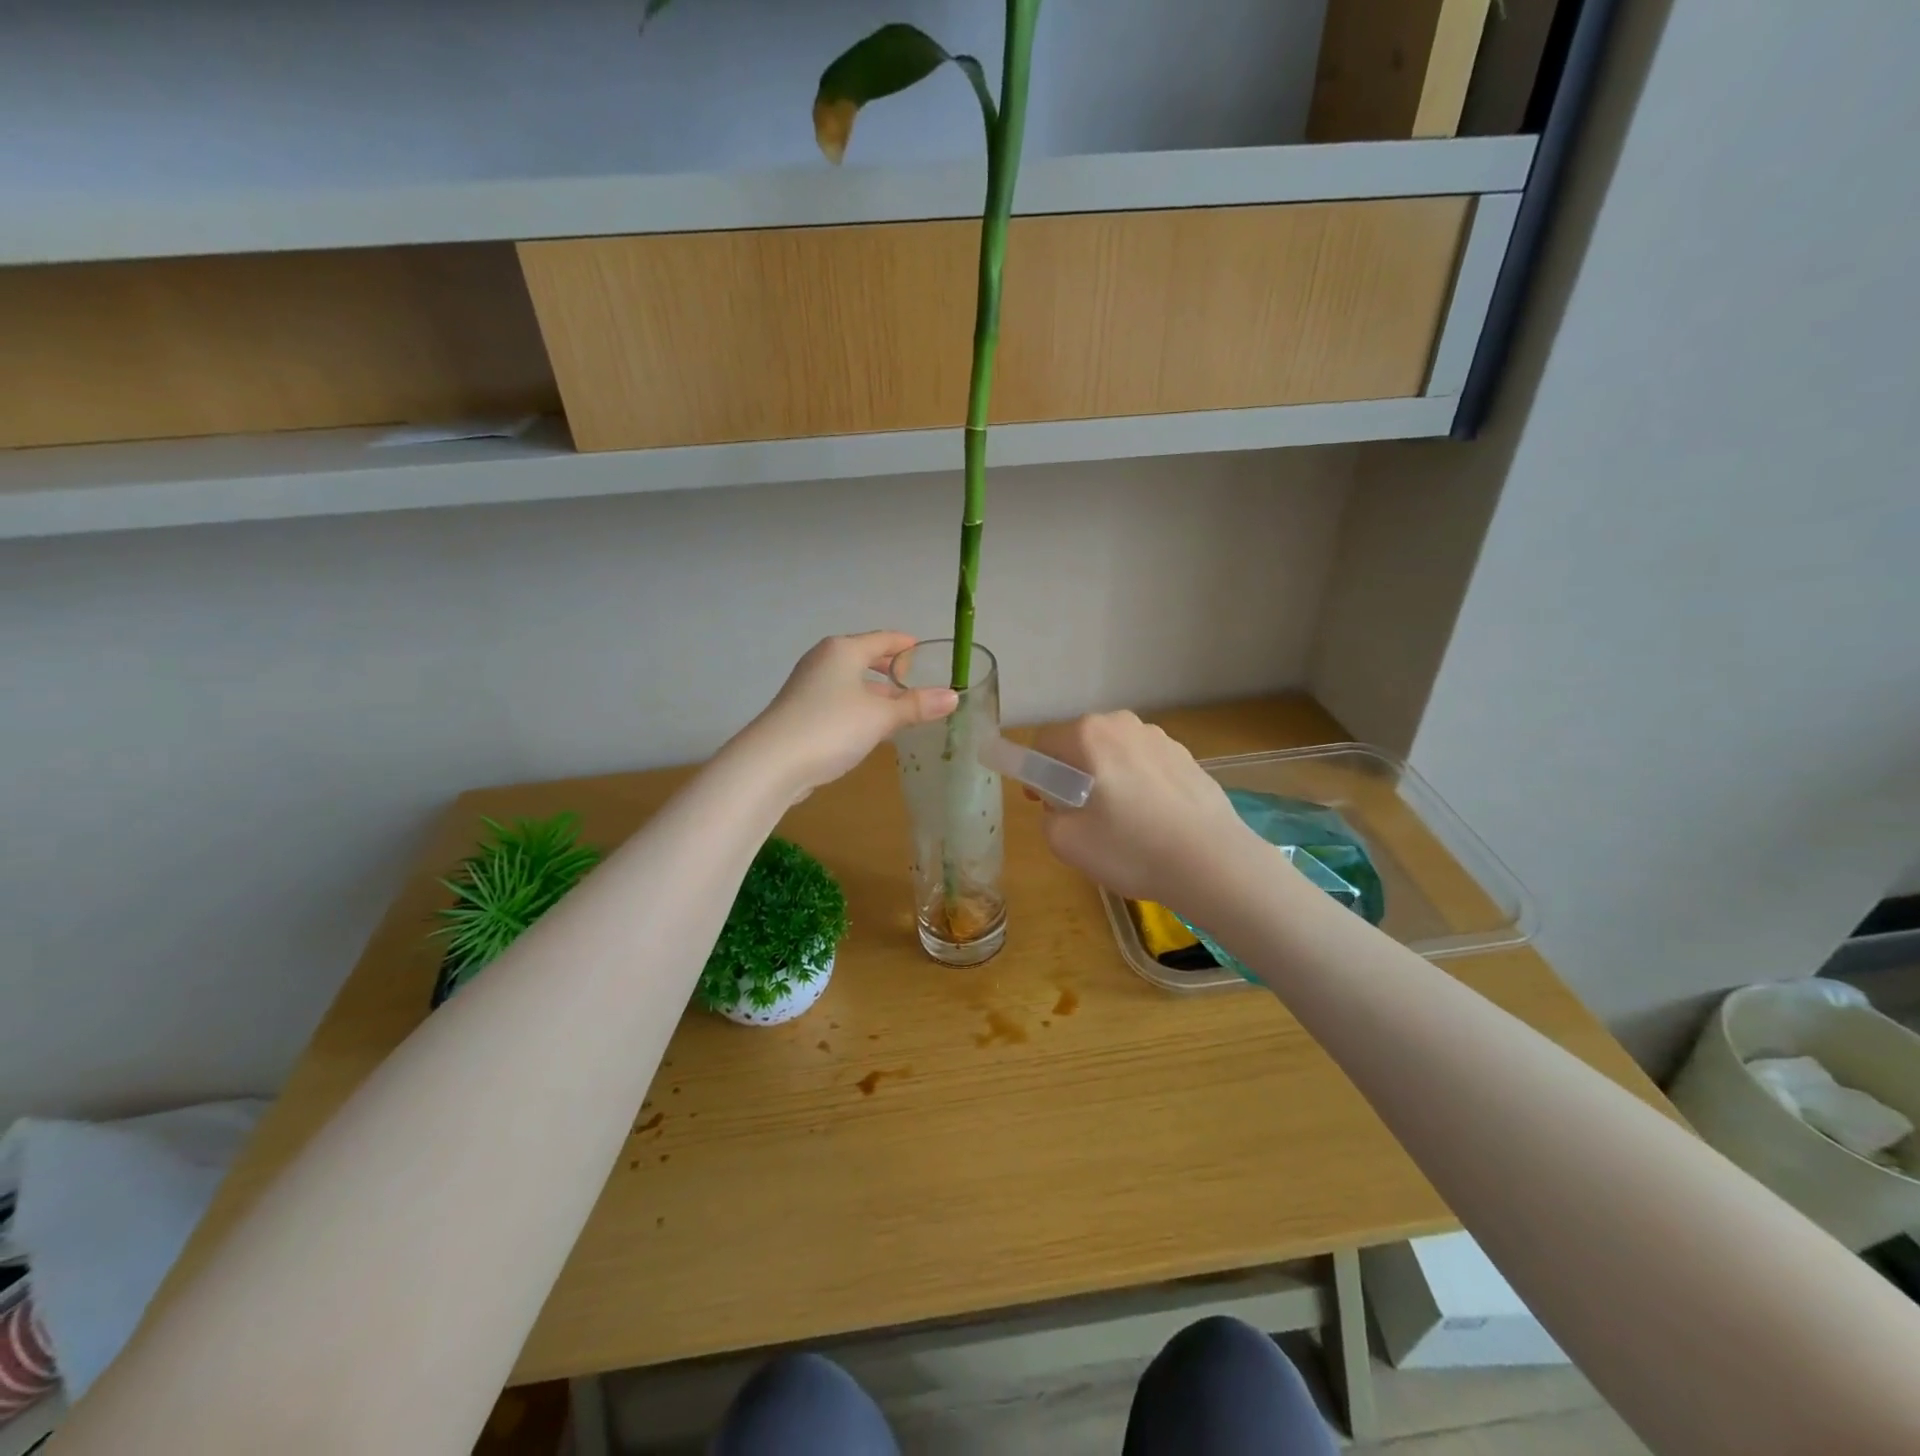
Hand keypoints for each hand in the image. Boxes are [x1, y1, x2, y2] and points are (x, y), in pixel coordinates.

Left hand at [737, 632, 958, 795]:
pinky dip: (859, 708)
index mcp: (843, 651)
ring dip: (875, 694)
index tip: (923, 648)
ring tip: (901, 709)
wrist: (772, 762)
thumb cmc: (831, 727)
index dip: (904, 644)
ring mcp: (808, 686)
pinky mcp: (800, 712)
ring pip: (851, 683)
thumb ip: (917, 706)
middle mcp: (823, 661)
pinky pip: (839, 702)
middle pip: (863, 658)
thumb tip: (953, 696)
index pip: (882, 639)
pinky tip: (871, 728)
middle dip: (890, 670)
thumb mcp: (881, 716)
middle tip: (915, 681)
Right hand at [1030, 711, 1264, 912]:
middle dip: (1073, 774)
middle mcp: (1124, 724)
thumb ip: (1049, 816)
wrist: (1213, 862)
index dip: (1037, 775)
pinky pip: (1146, 766)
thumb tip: (1062, 807)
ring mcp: (1161, 738)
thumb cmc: (1131, 848)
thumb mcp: (1066, 841)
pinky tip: (1152, 822)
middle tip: (1081, 816)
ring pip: (1116, 754)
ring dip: (1108, 778)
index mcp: (1089, 734)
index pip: (1044, 744)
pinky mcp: (1187, 757)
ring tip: (1122, 822)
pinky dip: (1139, 785)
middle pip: (1081, 745)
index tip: (1046, 805)